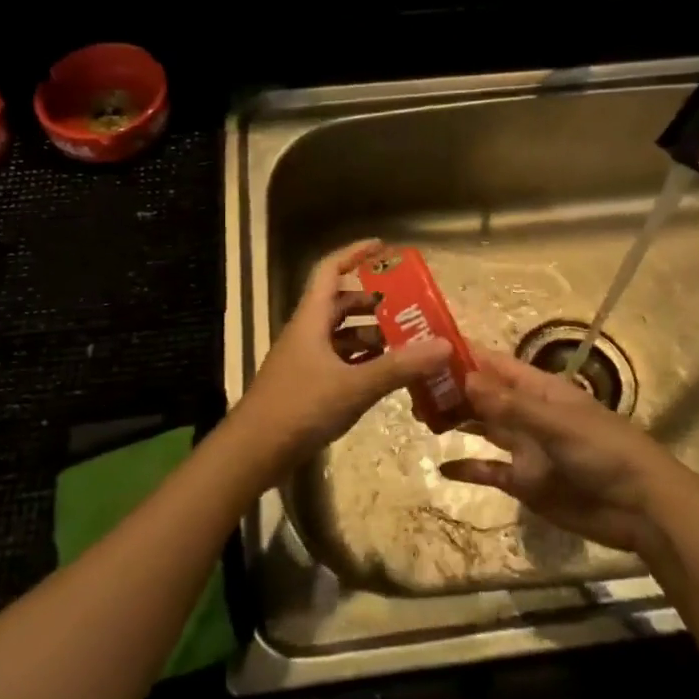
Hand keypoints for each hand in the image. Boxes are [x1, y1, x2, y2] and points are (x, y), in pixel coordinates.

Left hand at [230, 240, 452, 472]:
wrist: (254, 451)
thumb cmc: (300, 407)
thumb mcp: (354, 386)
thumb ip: (399, 366)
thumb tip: (444, 344)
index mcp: (311, 318)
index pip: (330, 270)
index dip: (354, 253)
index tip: (382, 247)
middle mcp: (307, 332)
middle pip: (340, 303)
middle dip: (373, 301)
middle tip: (407, 306)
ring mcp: (305, 359)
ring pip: (341, 335)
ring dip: (371, 334)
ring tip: (406, 341)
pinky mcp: (306, 385)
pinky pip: (339, 361)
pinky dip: (362, 361)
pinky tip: (386, 374)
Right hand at [441, 348, 687, 556]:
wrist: (641, 510)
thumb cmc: (604, 451)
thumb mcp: (557, 424)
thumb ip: (510, 405)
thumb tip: (465, 378)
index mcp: (538, 390)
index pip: (494, 365)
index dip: (464, 355)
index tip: (426, 347)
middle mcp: (527, 414)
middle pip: (483, 395)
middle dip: (451, 389)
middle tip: (410, 387)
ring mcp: (525, 448)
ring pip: (482, 428)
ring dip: (455, 420)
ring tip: (419, 414)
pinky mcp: (525, 483)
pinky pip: (490, 470)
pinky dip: (468, 468)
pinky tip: (441, 467)